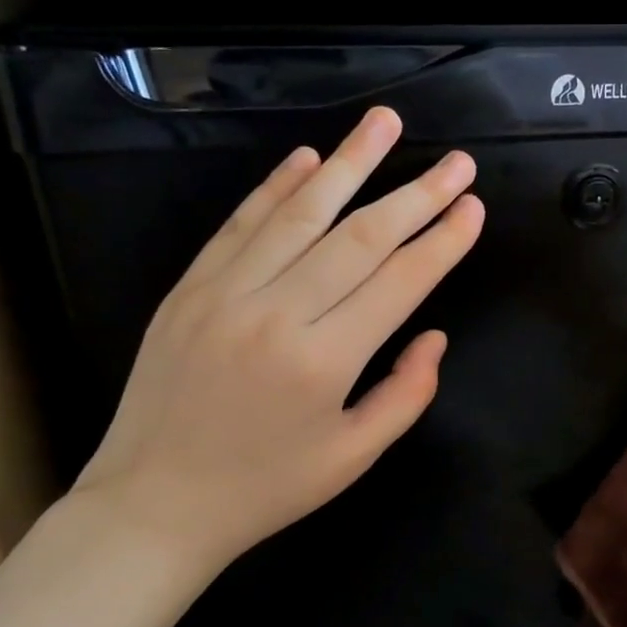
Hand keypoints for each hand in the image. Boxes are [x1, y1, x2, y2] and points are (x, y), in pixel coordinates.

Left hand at [72, 107, 483, 572]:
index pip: (399, 282)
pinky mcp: (189, 287)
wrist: (153, 504)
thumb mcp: (353, 457)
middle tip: (457, 162)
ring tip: (386, 121)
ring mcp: (225, 292)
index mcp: (324, 361)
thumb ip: (406, 394)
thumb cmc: (266, 488)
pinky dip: (278, 186)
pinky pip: (241, 223)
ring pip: (300, 212)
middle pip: (360, 237)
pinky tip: (311, 157)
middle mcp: (276, 313)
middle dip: (416, 194)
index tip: (473, 206)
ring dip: (350, 162)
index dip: (443, 241)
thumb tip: (435, 334)